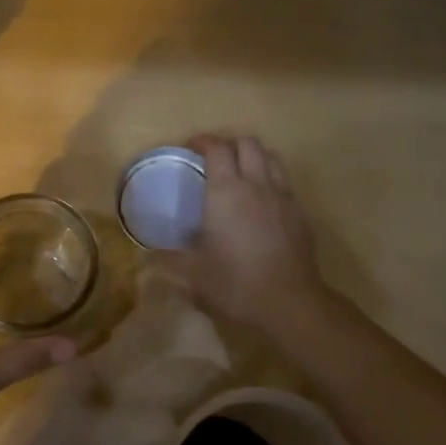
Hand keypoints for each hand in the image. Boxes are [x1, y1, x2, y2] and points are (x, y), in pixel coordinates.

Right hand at [166, 134, 327, 331]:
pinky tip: (261, 202)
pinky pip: (285, 181)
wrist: (290, 303)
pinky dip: (270, 179)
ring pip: (271, 157)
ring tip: (240, 173)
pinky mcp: (300, 213)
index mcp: (226, 192)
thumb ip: (168, 259)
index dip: (203, 141)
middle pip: (248, 143)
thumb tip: (144, 255)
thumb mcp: (194, 273)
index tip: (190, 148)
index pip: (217, 148)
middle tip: (214, 159)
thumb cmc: (236, 283)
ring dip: (254, 156)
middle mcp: (256, 185)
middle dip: (230, 143)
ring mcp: (283, 196)